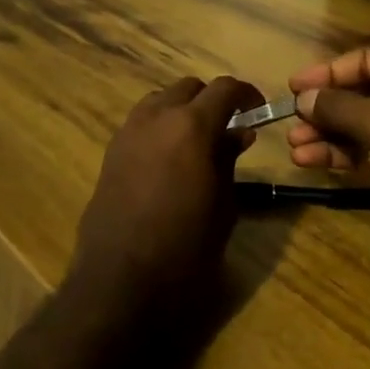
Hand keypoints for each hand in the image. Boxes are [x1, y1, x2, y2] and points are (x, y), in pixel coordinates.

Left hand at [70, 76, 262, 324]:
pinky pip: (141, 122)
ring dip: (182, 109)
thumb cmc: (185, 248)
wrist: (120, 281)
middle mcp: (156, 117)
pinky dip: (160, 126)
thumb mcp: (222, 205)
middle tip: (229, 127)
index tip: (259, 109)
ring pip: (160, 100)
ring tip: (197, 140)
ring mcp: (128, 132)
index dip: (246, 93)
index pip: (224, 89)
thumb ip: (229, 160)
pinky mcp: (110, 152)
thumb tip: (239, 133)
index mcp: (191, 125)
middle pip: (188, 87)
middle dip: (212, 100)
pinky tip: (169, 158)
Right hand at [287, 49, 369, 278]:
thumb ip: (338, 106)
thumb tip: (304, 98)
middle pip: (362, 93)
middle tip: (291, 122)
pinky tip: (312, 162)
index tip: (294, 86)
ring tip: (294, 147)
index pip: (366, 60)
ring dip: (328, 134)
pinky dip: (343, 155)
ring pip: (363, 125)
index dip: (328, 72)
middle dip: (325, 108)